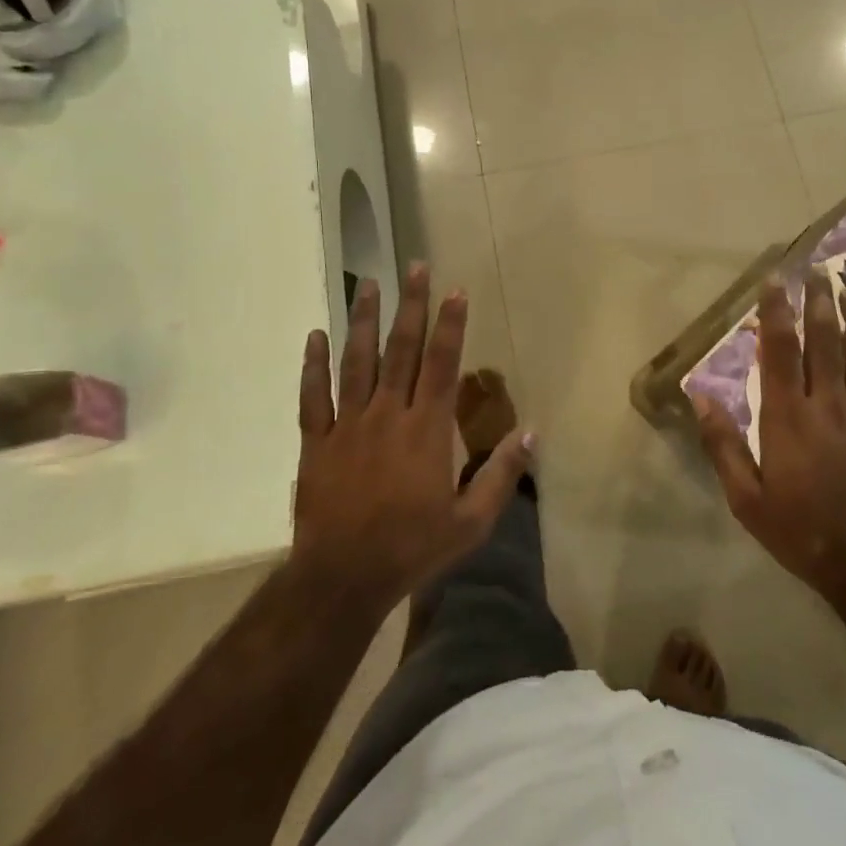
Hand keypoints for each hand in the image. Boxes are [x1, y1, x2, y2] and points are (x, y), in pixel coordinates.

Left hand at [290, 262, 533, 617]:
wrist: (343, 579)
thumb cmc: (413, 548)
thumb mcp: (471, 522)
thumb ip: (502, 475)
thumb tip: (532, 433)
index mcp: (426, 430)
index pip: (442, 365)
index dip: (450, 325)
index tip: (455, 290)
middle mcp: (387, 415)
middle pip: (401, 350)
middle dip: (411, 306)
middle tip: (414, 267)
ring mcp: (347, 426)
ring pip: (356, 363)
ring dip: (363, 322)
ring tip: (369, 285)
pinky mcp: (316, 443)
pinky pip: (312, 397)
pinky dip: (313, 366)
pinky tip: (314, 336)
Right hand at [696, 272, 845, 603]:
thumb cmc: (800, 529)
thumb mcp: (746, 497)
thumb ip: (723, 445)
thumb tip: (700, 398)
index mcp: (788, 417)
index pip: (780, 351)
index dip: (776, 312)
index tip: (774, 280)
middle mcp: (828, 404)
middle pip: (826, 341)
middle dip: (819, 301)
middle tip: (817, 270)